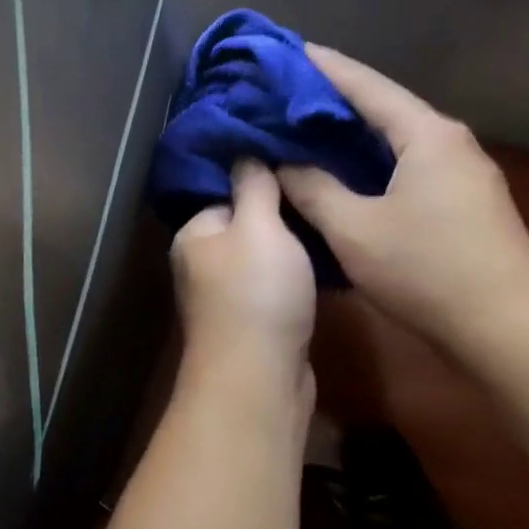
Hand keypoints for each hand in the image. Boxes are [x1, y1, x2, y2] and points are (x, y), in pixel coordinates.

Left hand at [171, 160, 315, 386]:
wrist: (260, 377)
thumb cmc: (256, 292)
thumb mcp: (258, 226)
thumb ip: (253, 186)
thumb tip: (245, 152)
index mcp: (195, 235)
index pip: (227, 193)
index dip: (263, 181)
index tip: (303, 168)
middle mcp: (204, 264)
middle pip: (248, 226)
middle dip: (284, 215)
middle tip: (326, 196)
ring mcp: (227, 296)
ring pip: (266, 258)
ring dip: (295, 248)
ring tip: (334, 225)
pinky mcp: (255, 321)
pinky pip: (278, 287)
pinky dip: (299, 278)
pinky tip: (329, 267)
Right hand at [278, 44, 528, 356]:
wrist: (508, 328)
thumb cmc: (426, 270)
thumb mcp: (354, 229)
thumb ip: (312, 189)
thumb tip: (283, 163)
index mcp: (426, 134)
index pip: (365, 85)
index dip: (323, 68)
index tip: (285, 51)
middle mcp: (449, 142)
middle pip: (382, 109)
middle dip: (332, 101)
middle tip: (282, 96)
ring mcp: (461, 174)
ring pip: (395, 141)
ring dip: (350, 136)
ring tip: (302, 132)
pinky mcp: (462, 203)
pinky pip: (405, 167)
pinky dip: (368, 164)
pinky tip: (341, 175)